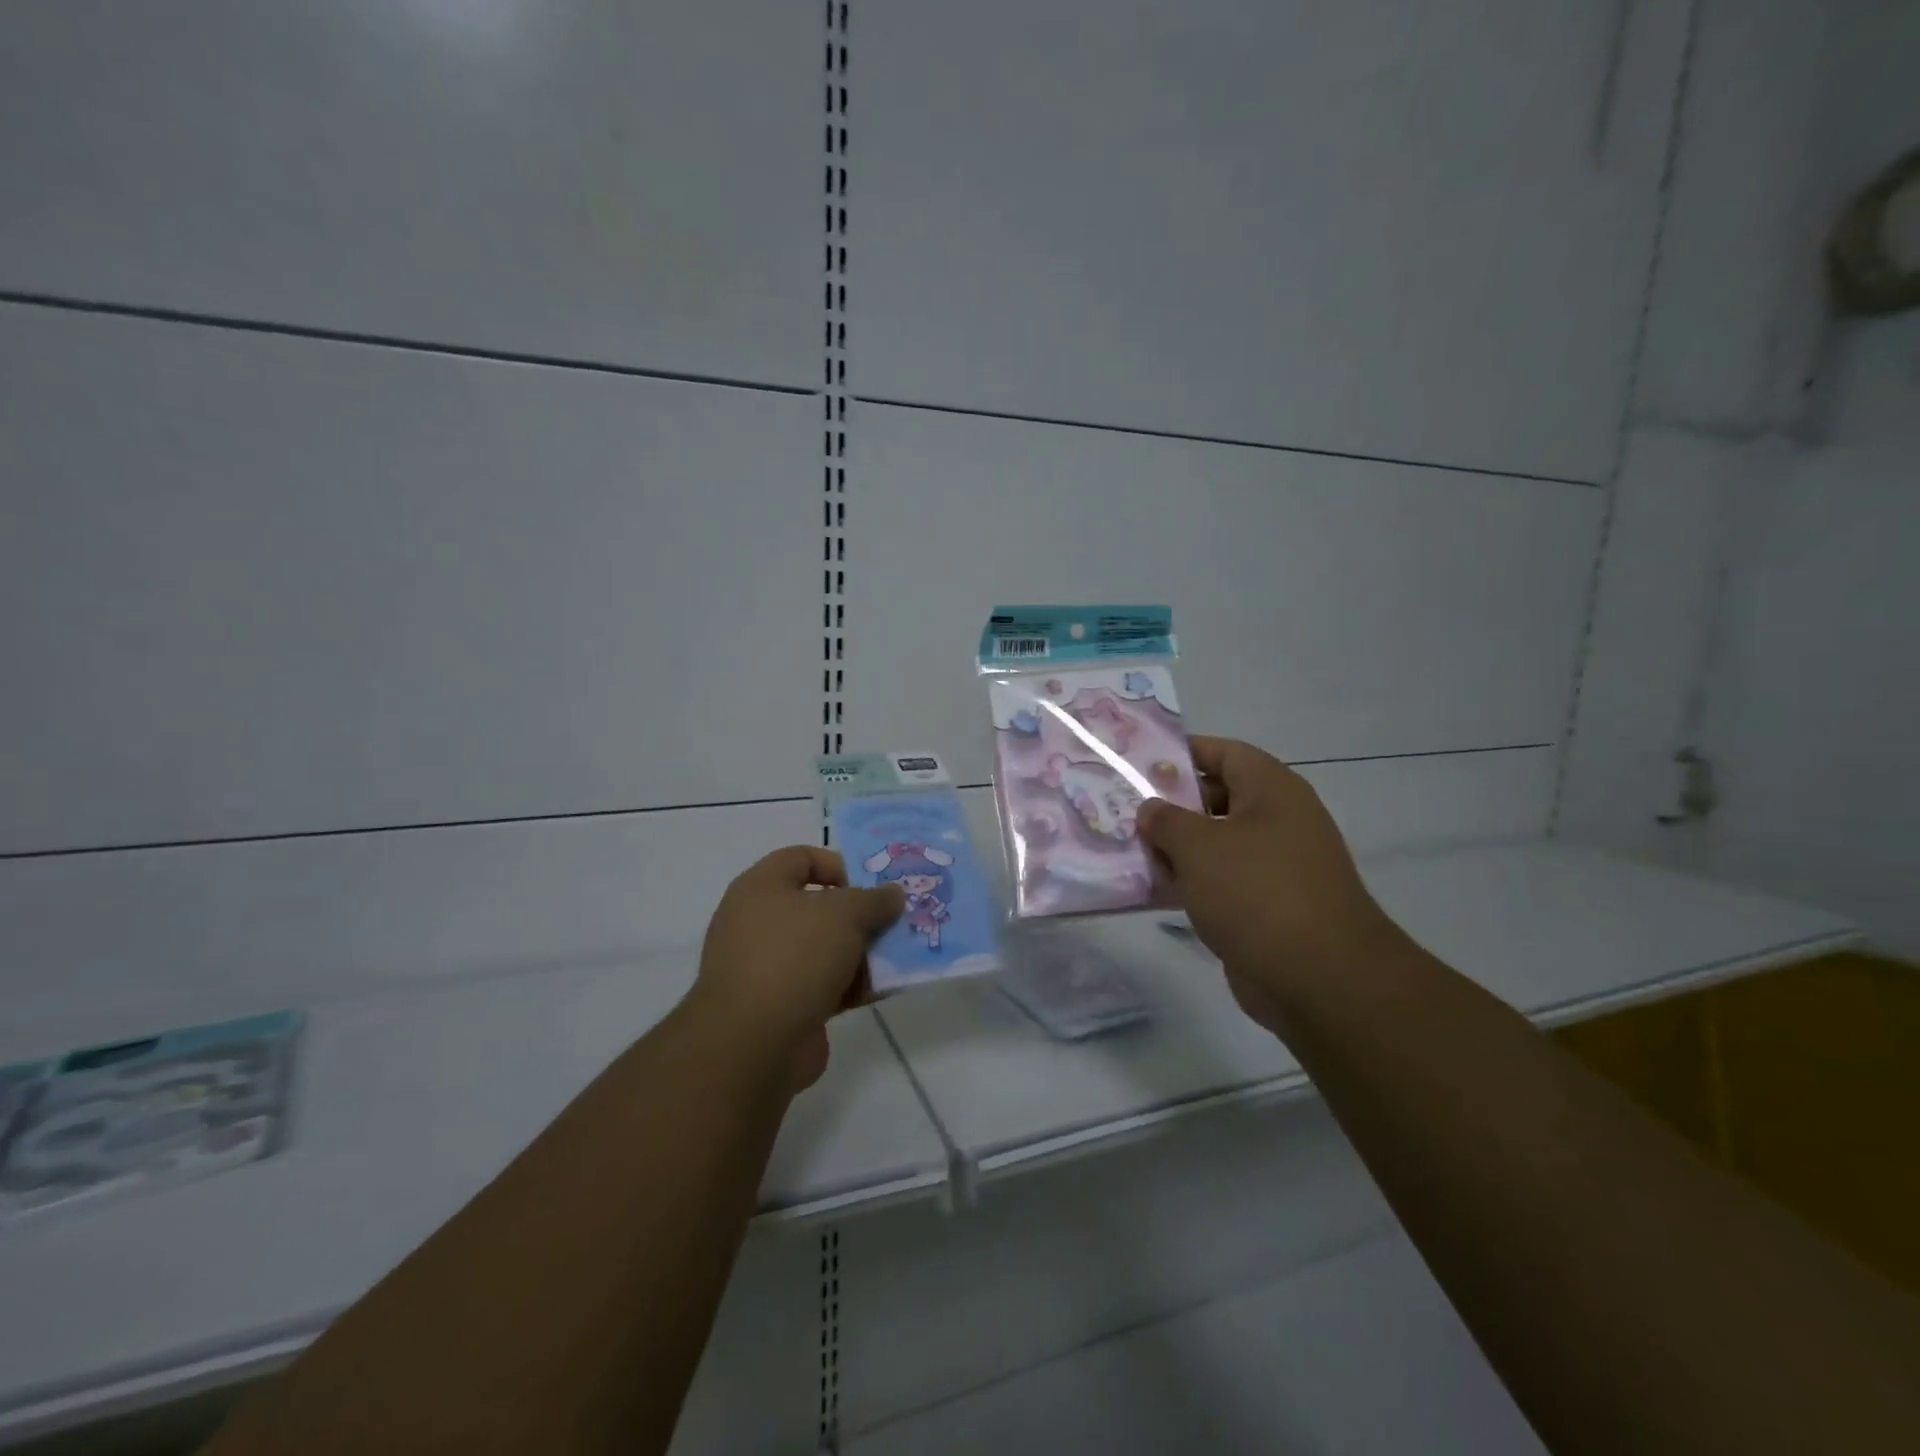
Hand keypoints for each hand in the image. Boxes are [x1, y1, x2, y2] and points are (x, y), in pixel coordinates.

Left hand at [691, 846, 903, 1090]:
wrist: (754, 1044)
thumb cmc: (795, 956)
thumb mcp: (845, 914)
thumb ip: (874, 900)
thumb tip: (893, 894)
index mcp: (760, 888)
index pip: (802, 858)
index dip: (839, 864)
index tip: (872, 884)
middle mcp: (758, 923)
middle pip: (818, 906)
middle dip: (860, 913)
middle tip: (894, 919)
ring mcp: (768, 967)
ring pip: (825, 948)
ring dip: (862, 951)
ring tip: (901, 953)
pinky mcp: (781, 1006)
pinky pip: (824, 985)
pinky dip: (852, 985)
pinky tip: (886, 988)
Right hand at [1138, 737, 1403, 1032]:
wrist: (1320, 978)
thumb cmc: (1257, 892)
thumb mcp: (1199, 845)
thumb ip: (1166, 820)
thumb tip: (1151, 809)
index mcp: (1271, 790)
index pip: (1223, 752)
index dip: (1182, 753)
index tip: (1138, 762)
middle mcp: (1277, 820)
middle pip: (1216, 797)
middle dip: (1170, 804)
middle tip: (1123, 808)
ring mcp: (1274, 865)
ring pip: (1215, 843)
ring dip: (1175, 848)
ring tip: (1127, 848)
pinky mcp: (1266, 906)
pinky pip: (1220, 882)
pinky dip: (1190, 882)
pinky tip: (1152, 889)